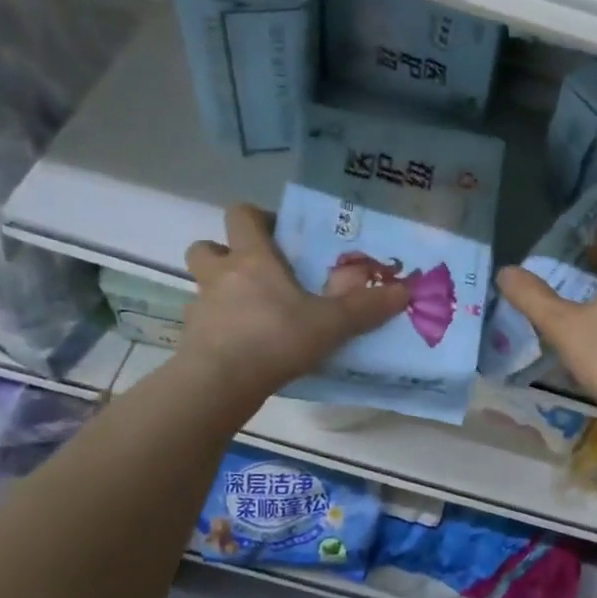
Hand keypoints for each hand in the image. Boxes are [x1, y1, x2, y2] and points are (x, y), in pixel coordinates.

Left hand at [182, 205, 409, 397]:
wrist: (221, 382)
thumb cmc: (275, 339)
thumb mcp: (331, 324)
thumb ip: (366, 308)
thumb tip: (405, 291)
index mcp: (252, 258)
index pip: (241, 215)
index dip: (257, 218)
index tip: (279, 234)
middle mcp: (220, 274)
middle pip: (207, 246)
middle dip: (226, 252)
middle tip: (257, 271)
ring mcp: (201, 305)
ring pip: (202, 284)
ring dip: (220, 289)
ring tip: (250, 310)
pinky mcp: (191, 337)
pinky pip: (202, 321)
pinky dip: (218, 326)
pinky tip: (241, 345)